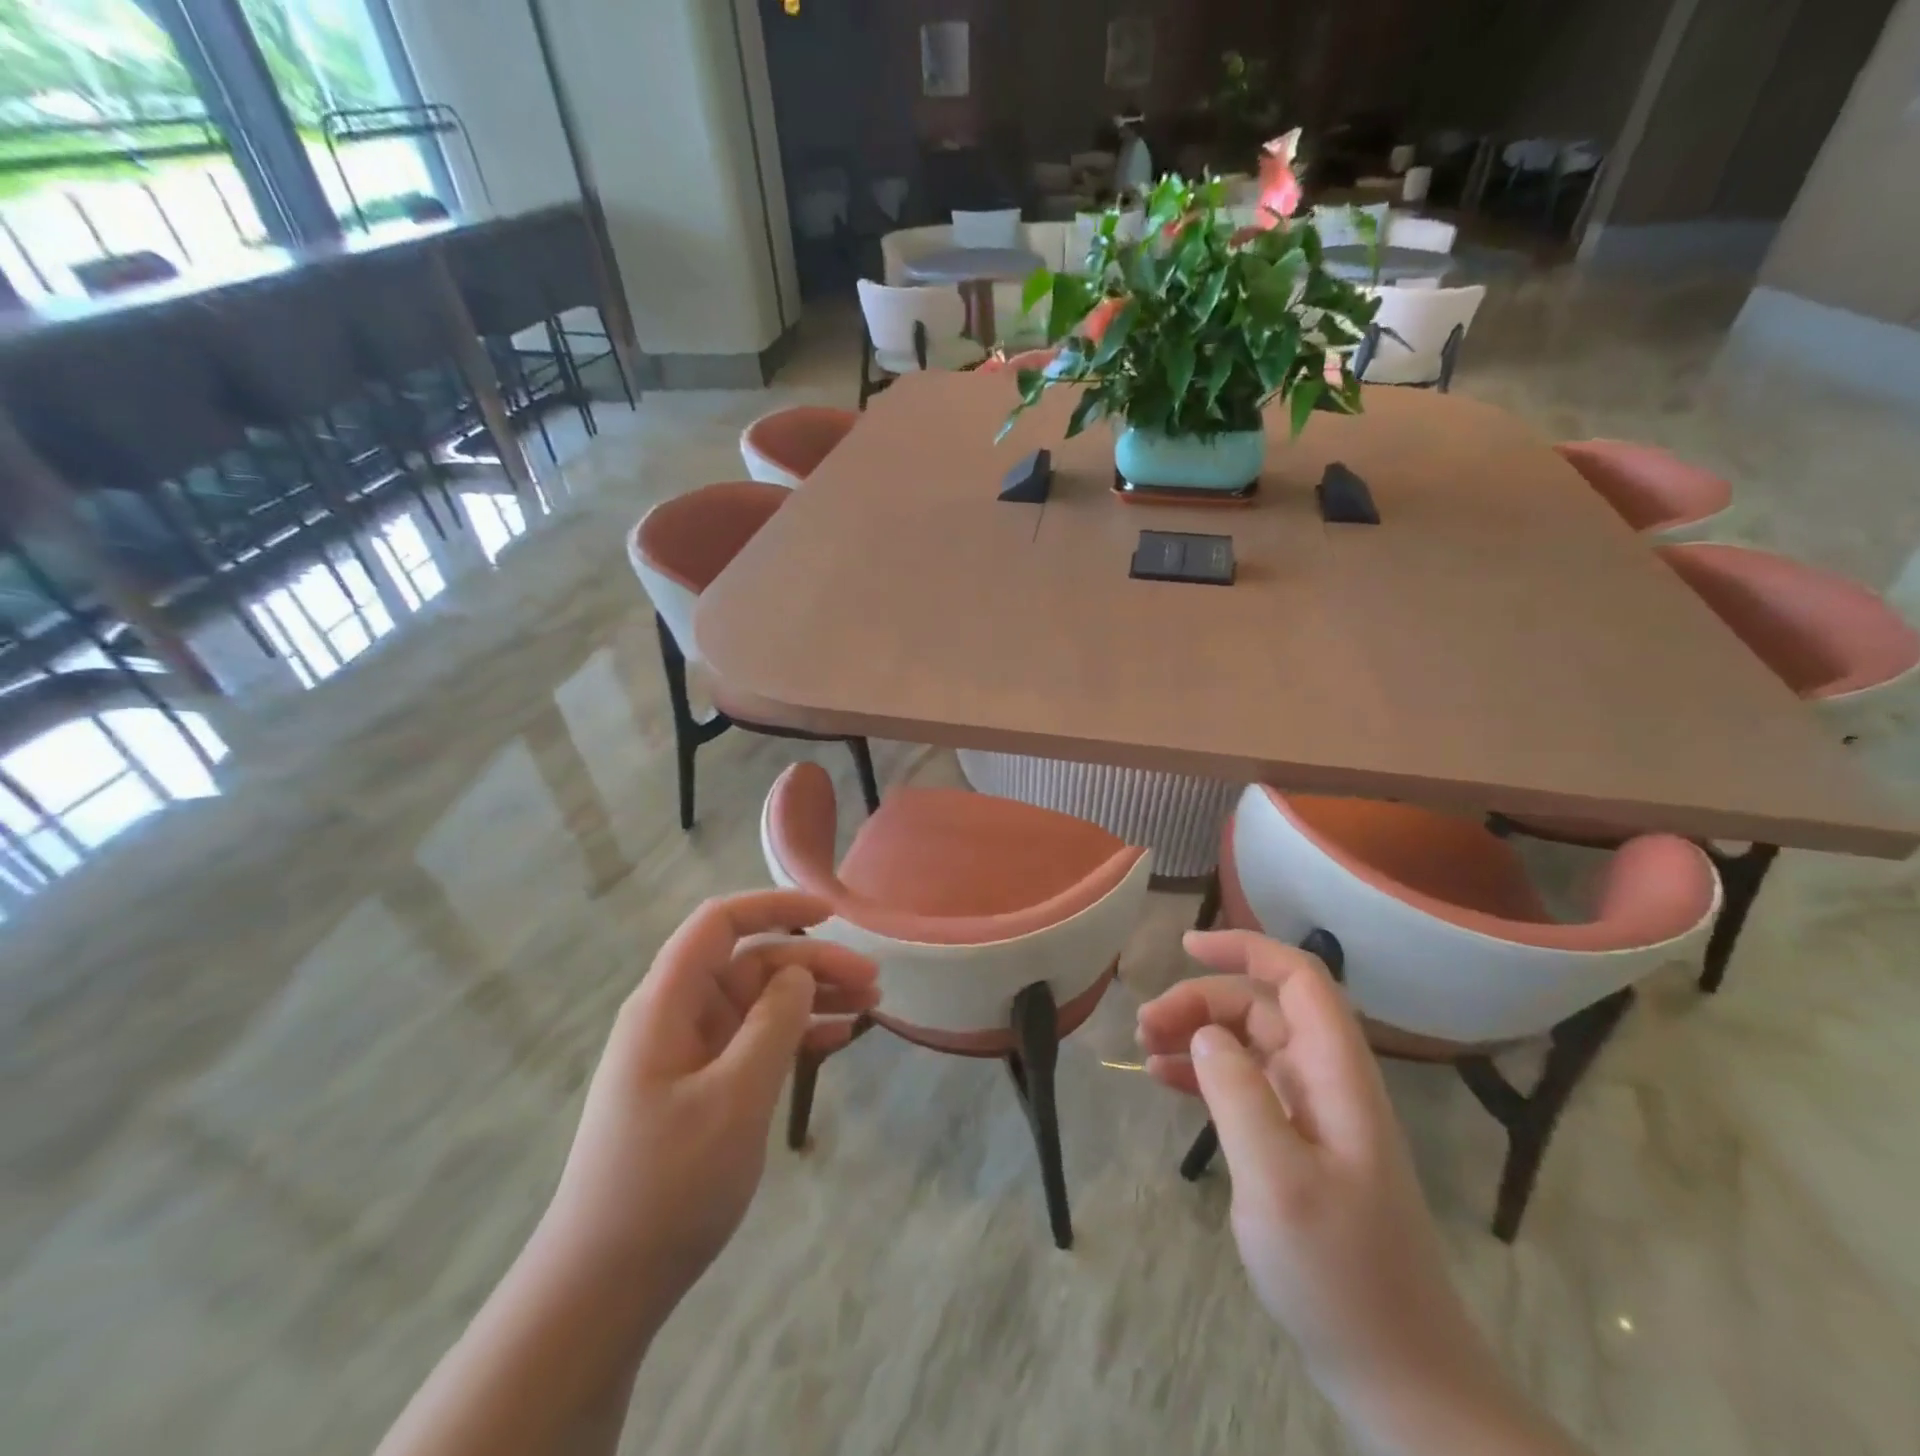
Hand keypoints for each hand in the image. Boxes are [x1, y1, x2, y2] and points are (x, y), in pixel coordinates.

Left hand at [541, 890, 878, 1311]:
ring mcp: (688, 1053)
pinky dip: (794, 1034)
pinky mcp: (700, 1087)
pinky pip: (753, 1041)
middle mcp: (676, 1016)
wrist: (603, 1287)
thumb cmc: (667, 1185)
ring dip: (811, 998)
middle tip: (873, 982)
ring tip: (869, 1008)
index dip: (775, 907)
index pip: (720, 923)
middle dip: (812, 962)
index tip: (831, 914)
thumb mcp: (734, 1098)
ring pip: (758, 1001)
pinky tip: (835, 1041)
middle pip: (750, 963)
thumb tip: (799, 971)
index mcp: (667, 1004)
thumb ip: (772, 1024)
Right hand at [1138, 930, 1539, 1448]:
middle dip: (1201, 1002)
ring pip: (1249, 1043)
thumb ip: (1239, 1095)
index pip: (1299, 978)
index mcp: (1337, 1075)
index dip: (1246, 948)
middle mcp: (1328, 1081)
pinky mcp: (1298, 1144)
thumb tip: (1205, 1033)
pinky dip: (1204, 1073)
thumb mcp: (1278, 1183)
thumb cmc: (1340, 1276)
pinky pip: (1245, 1085)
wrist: (1397, 1372)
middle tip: (1144, 1027)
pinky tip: (1164, 1080)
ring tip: (1144, 1047)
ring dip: (1197, 1033)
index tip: (1185, 947)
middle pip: (1261, 1008)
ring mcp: (1314, 1113)